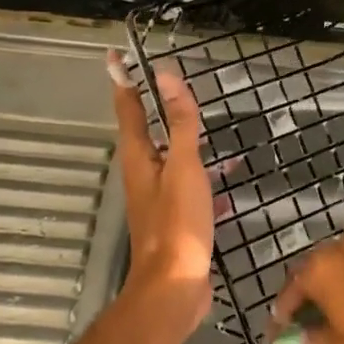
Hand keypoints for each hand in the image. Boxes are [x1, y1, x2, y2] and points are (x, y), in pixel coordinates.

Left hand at [108, 50, 213, 326]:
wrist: (175, 286)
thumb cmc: (177, 223)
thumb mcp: (182, 166)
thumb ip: (178, 123)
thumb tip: (165, 75)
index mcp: (139, 158)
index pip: (128, 109)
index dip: (123, 81)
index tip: (116, 57)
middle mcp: (143, 175)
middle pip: (146, 132)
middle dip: (155, 107)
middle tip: (171, 85)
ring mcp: (159, 199)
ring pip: (171, 160)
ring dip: (185, 142)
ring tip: (208, 129)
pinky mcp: (177, 221)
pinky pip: (191, 189)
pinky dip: (206, 180)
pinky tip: (228, 183)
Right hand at [273, 238, 343, 343]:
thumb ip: (309, 338)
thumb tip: (295, 337)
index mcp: (323, 267)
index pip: (291, 289)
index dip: (281, 316)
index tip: (276, 337)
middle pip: (312, 274)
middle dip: (302, 300)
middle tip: (295, 329)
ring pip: (335, 273)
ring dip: (324, 295)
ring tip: (319, 325)